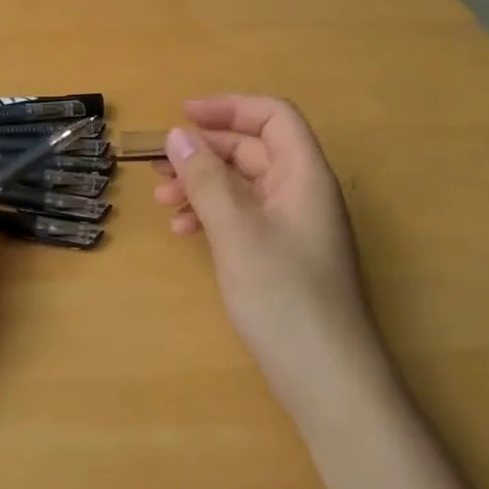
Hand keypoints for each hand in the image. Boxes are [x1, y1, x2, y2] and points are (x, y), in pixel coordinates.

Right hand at [154, 96, 384, 417]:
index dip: (229, 108)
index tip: (183, 115)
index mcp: (305, 175)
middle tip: (160, 166)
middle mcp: (302, 193)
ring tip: (163, 201)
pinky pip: (244, 217)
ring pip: (243, 185)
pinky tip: (184, 231)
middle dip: (205, 153)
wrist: (328, 380)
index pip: (273, 117)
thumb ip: (206, 179)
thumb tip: (178, 135)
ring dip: (203, 185)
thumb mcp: (236, 230)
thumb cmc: (284, 296)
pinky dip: (213, 216)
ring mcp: (293, 226)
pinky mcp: (282, 256)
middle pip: (253, 150)